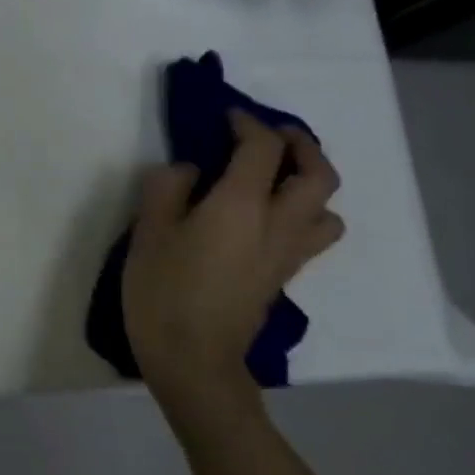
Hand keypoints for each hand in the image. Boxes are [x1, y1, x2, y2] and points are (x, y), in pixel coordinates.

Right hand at [123, 110, 343, 408]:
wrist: (193, 358)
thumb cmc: (163, 291)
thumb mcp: (147, 233)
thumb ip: (167, 190)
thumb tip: (190, 171)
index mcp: (242, 205)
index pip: (263, 148)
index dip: (248, 124)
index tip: (226, 116)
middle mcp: (278, 223)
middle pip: (318, 174)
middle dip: (301, 146)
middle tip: (273, 136)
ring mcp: (287, 254)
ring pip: (327, 208)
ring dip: (312, 183)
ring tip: (280, 179)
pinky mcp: (283, 277)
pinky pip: (312, 234)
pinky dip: (303, 214)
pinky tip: (269, 219)